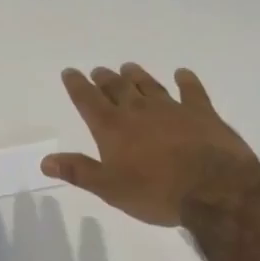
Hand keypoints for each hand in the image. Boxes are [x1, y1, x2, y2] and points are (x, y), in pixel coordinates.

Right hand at [42, 64, 259, 225]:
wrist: (214, 189)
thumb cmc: (156, 193)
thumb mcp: (110, 188)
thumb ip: (78, 171)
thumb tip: (45, 160)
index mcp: (112, 128)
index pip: (88, 101)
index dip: (77, 85)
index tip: (70, 72)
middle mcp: (138, 111)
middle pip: (117, 88)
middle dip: (105, 79)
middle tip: (98, 70)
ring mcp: (171, 109)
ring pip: (148, 85)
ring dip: (136, 76)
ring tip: (128, 67)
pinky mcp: (202, 113)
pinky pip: (191, 91)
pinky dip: (185, 81)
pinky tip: (182, 74)